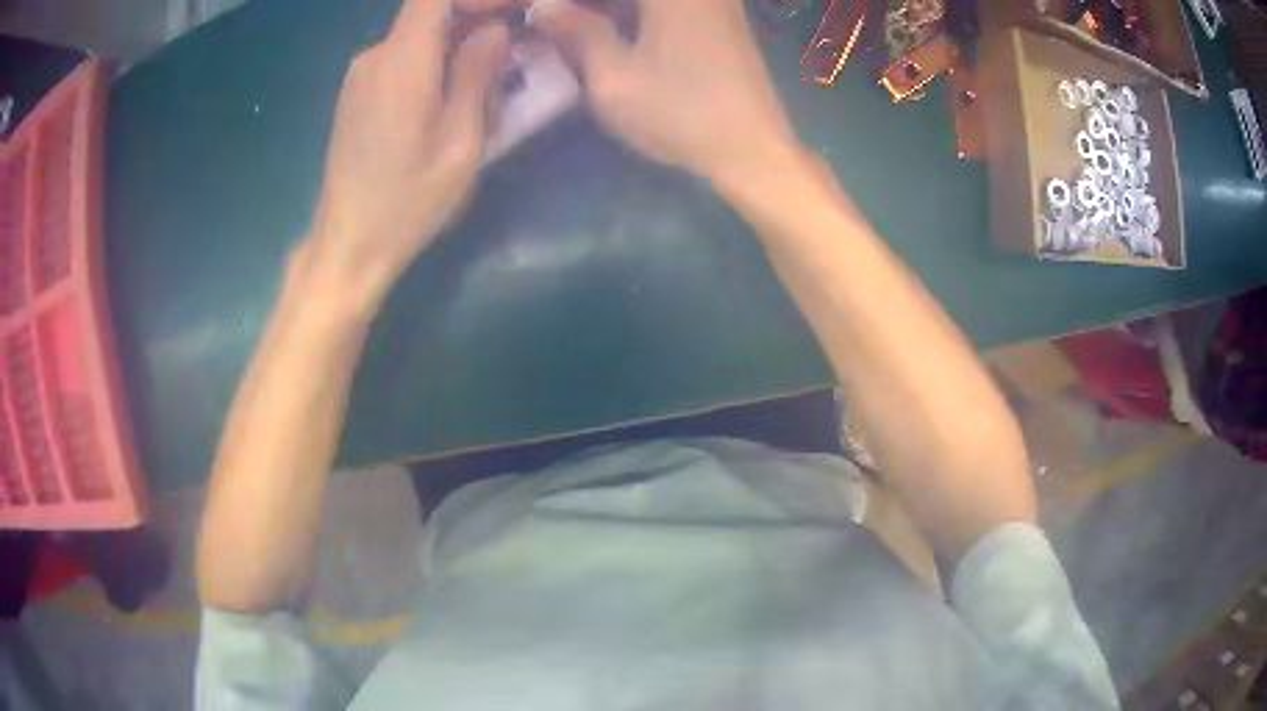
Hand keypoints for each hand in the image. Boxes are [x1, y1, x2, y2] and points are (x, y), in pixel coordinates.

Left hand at [307, 0, 509, 301]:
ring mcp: (360, 74)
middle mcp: (374, 56)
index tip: (508, 12)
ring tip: (490, 75)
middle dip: (474, 17)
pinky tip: (452, 93)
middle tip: (514, 46)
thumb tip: (493, 30)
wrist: (348, 244)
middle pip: (429, 11)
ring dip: (456, 41)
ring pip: (417, 34)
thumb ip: (477, 76)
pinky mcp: (356, 93)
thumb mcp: (460, 143)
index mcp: (401, 62)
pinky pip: (401, 56)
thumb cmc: (408, 202)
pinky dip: (433, 59)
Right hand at [529, 0, 803, 188]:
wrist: (753, 149)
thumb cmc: (681, 114)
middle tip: (556, 22)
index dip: (565, 3)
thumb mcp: (614, 77)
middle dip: (586, 6)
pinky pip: (668, 5)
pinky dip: (635, 13)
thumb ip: (577, 33)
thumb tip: (545, 7)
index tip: (543, 15)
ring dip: (609, 10)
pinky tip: (611, 29)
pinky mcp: (720, 15)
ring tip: (576, 28)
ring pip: (646, 1)